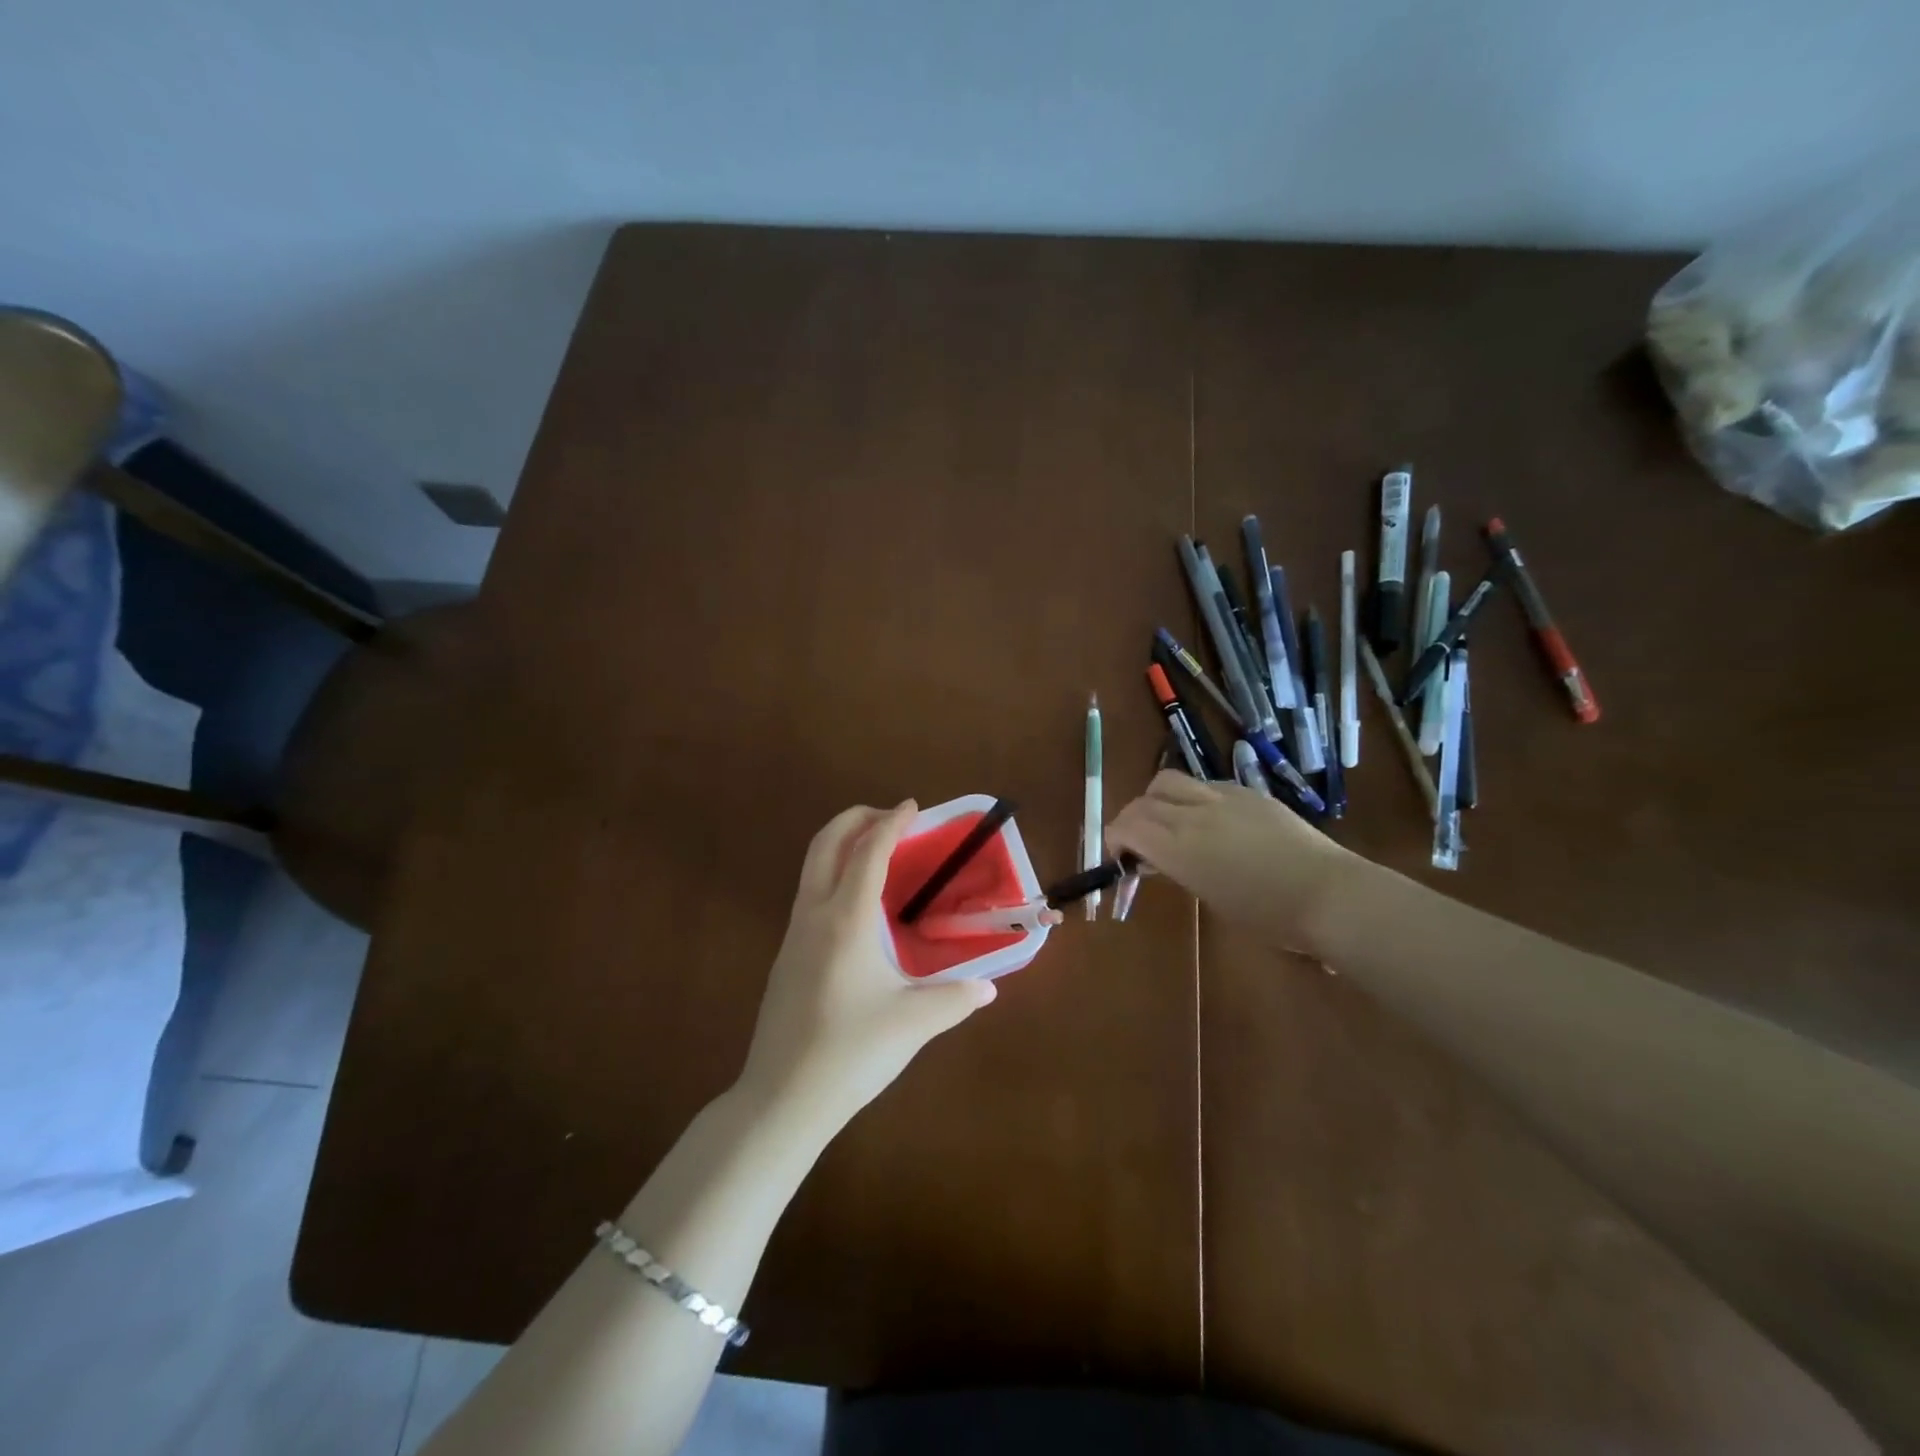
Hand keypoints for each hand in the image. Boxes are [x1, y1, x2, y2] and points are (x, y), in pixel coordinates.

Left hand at [737, 801, 996, 1130]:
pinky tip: (859, 906)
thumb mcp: (913, 1024)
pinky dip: (834, 874)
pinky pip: (810, 893)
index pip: (868, 852)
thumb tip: (988, 988)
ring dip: (842, 844)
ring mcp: (794, 935)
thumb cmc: (851, 1052)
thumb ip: (956, 999)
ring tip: (879, 852)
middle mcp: (815, 915)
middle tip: (891, 817)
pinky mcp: (787, 956)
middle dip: (857, 818)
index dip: (891, 823)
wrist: (781, 1098)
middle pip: (827, 843)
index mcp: (846, 920)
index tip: (913, 807)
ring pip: (812, 867)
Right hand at [1106, 771, 1357, 953]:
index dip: (1114, 838)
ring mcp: (1222, 796)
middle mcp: (1193, 814)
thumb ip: (1177, 869)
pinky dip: (1191, 798)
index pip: (1127, 826)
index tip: (1119, 857)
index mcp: (1179, 847)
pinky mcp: (1248, 792)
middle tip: (1138, 843)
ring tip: (1169, 823)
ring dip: (1157, 800)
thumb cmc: (1269, 915)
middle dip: (1131, 819)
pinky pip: (1204, 784)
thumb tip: (1158, 857)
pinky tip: (1209, 820)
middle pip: (1143, 800)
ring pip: (1169, 781)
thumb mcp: (1210, 896)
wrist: (1329, 894)